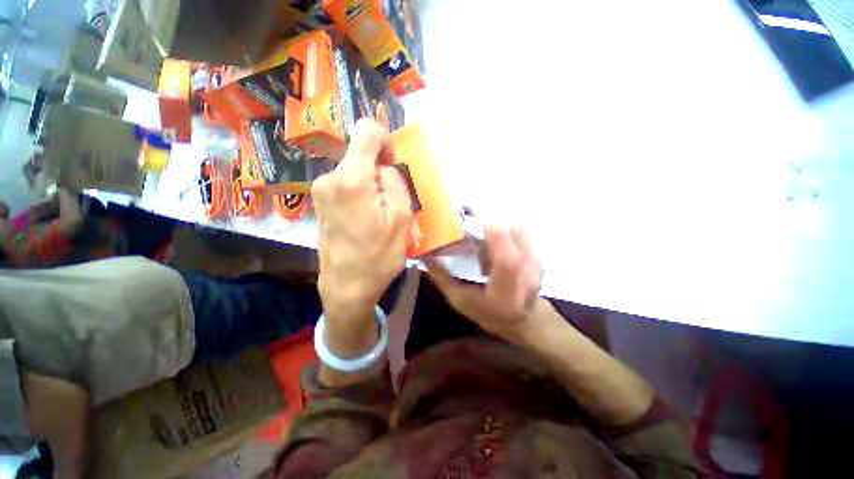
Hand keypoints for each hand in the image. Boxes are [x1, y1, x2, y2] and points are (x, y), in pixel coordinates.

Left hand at [312, 119, 413, 320]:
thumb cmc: (378, 256)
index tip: (392, 163)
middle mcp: (330, 177)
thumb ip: (395, 182)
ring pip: (354, 170)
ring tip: (378, 213)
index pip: (366, 130)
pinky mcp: (320, 202)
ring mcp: (320, 190)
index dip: (385, 139)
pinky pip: (345, 184)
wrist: (347, 286)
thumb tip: (383, 167)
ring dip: (371, 184)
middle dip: (379, 170)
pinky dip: (360, 192)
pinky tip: (365, 217)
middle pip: (361, 154)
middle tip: (390, 201)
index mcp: (351, 178)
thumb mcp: (401, 218)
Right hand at [426, 226, 545, 343]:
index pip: (505, 255)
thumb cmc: (489, 313)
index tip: (469, 223)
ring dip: (498, 225)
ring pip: (519, 228)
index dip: (488, 231)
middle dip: (489, 223)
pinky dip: (506, 229)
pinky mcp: (539, 255)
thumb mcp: (460, 300)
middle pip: (513, 231)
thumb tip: (426, 255)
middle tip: (472, 226)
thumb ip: (442, 278)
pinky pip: (522, 232)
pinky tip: (496, 241)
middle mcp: (528, 271)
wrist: (524, 320)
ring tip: (484, 235)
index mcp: (507, 288)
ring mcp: (537, 261)